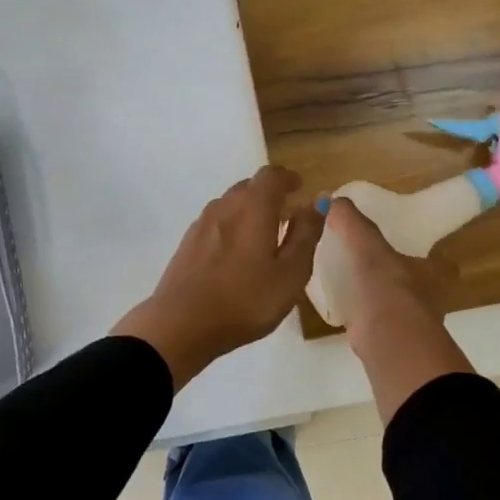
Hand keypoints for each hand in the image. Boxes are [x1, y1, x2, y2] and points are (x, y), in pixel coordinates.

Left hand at [112, 166, 325, 390]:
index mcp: (253, 206)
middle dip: (270, 195)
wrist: (181, 324)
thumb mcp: (290, 273)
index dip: (288, 178)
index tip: (300, 190)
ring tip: (264, 237)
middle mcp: (225, 205)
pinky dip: (231, 227)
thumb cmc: (245, 299)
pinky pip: (216, 223)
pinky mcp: (187, 244)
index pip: (272, 175)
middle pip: (249, 187)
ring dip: (249, 211)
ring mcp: (201, 224)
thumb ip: (306, 234)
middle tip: (287, 216)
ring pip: (230, 205)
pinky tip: (236, 255)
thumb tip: (318, 201)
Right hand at [326, 198, 473, 421]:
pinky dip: (362, 316)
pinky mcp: (390, 342)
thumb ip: (351, 221)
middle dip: (396, 276)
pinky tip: (343, 308)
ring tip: (350, 283)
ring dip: (378, 296)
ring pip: (395, 303)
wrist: (389, 341)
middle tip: (367, 264)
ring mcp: (411, 323)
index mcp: (433, 272)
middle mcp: (429, 298)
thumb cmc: (387, 286)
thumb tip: (331, 198)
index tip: (400, 246)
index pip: (438, 261)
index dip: (423, 252)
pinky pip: (375, 322)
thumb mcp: (367, 245)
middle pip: (415, 283)